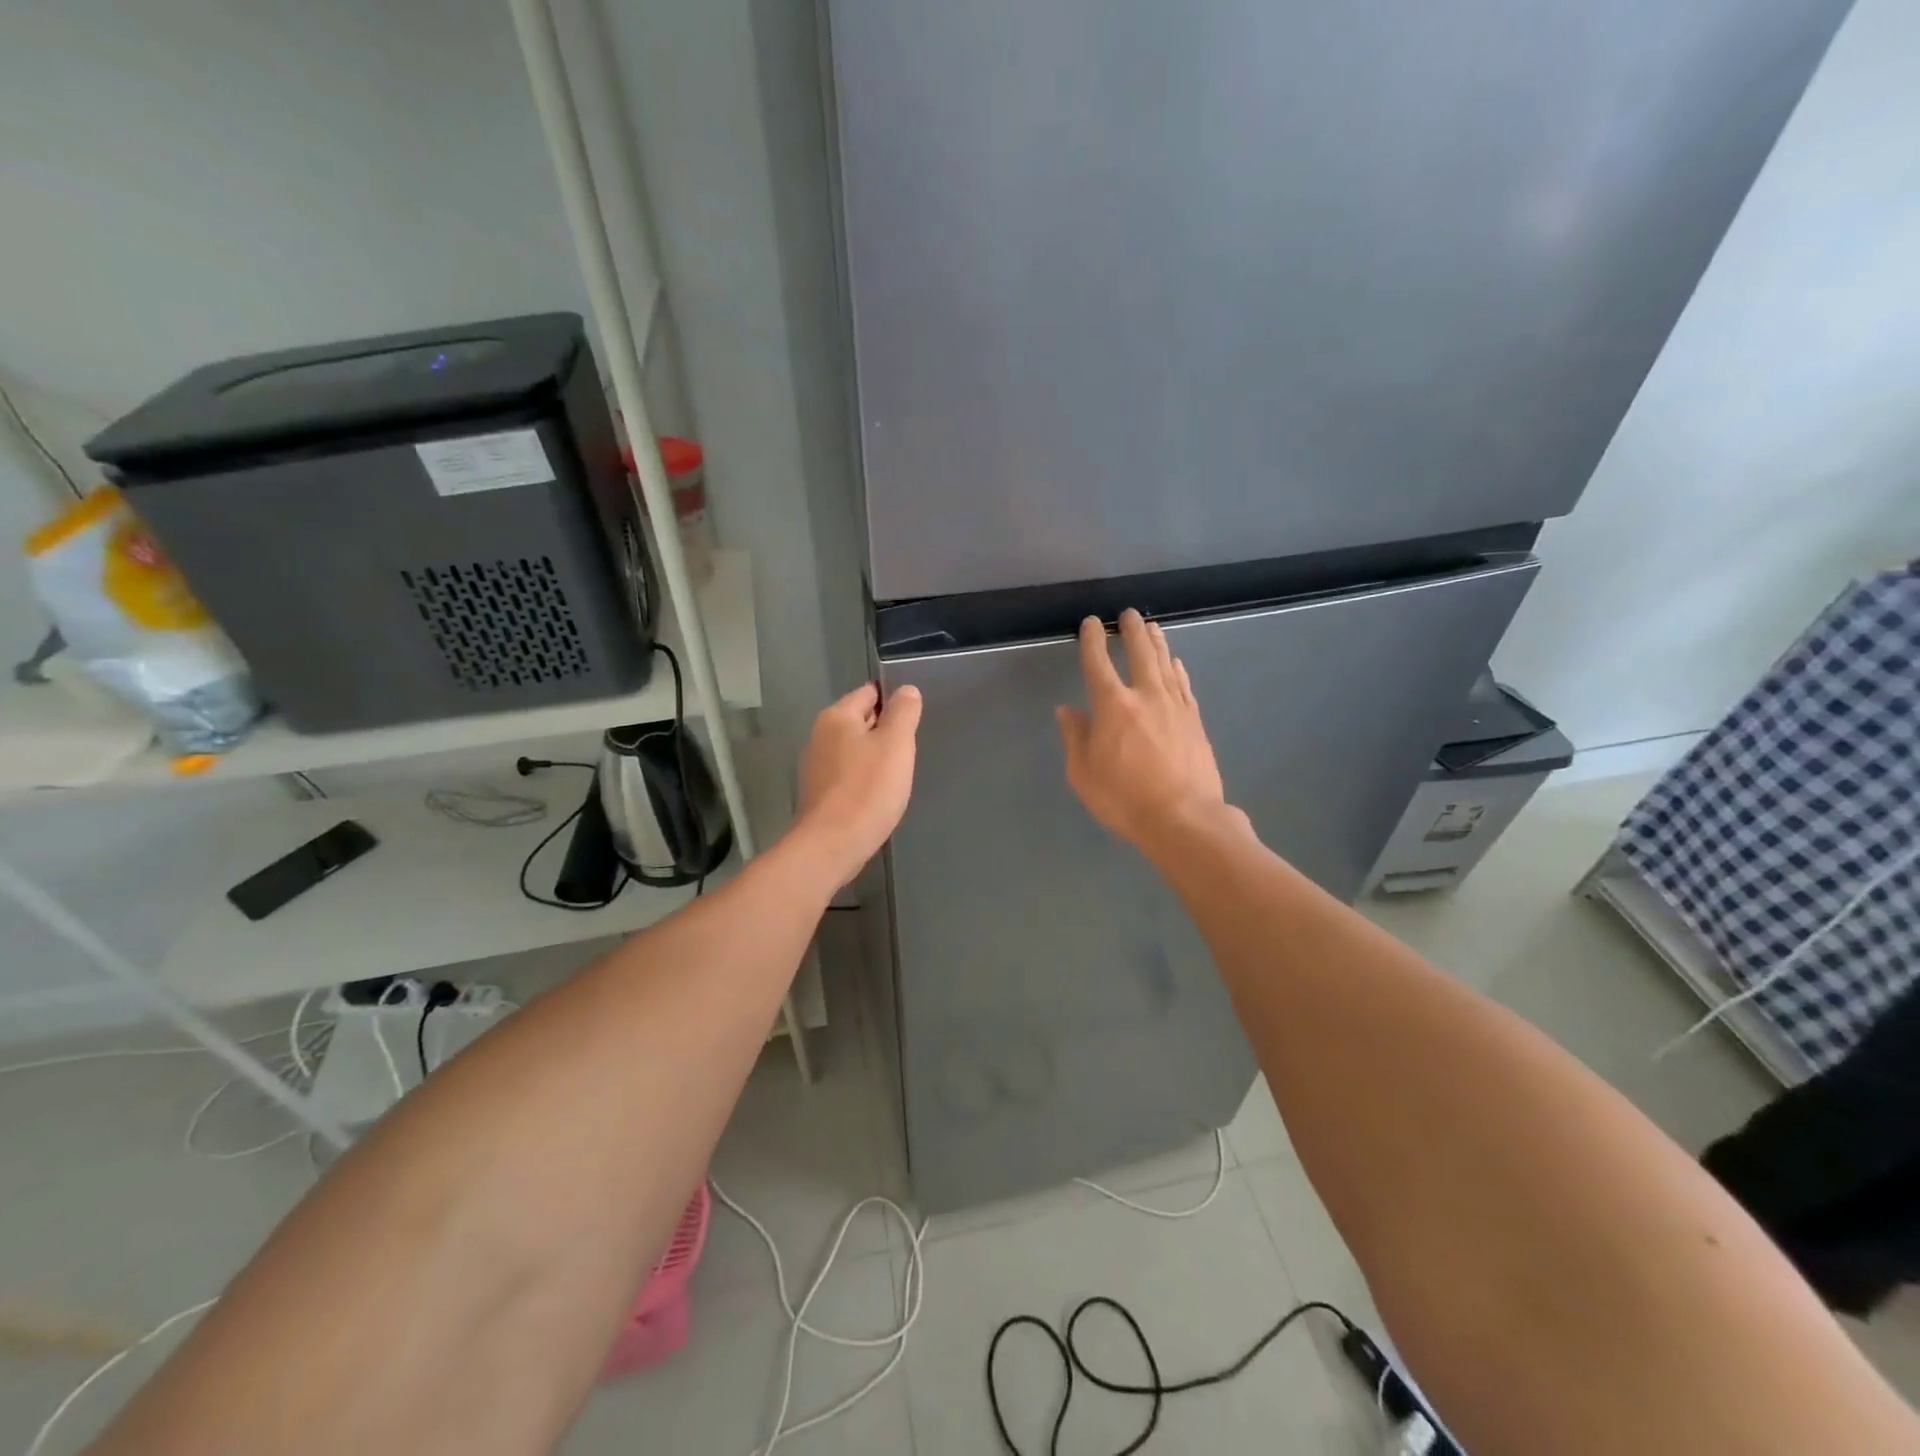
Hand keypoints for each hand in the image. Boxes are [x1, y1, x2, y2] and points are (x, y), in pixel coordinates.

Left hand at [796, 681, 922, 882]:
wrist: (832, 845)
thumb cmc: (868, 789)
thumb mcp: (896, 744)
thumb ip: (903, 712)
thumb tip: (906, 690)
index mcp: (836, 717)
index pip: (869, 693)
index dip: (894, 702)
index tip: (913, 721)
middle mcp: (820, 736)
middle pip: (860, 721)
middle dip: (885, 732)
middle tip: (909, 751)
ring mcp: (815, 766)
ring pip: (854, 750)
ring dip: (875, 758)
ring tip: (896, 776)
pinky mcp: (818, 793)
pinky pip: (847, 775)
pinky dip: (863, 780)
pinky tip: (877, 796)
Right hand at [1056, 610, 1232, 853]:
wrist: (1184, 819)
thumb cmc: (1124, 799)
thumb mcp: (1084, 774)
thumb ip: (1075, 738)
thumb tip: (1067, 710)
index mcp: (1112, 706)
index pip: (1098, 664)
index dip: (1092, 641)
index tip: (1091, 623)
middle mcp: (1145, 696)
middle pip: (1139, 653)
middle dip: (1131, 631)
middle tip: (1128, 614)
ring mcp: (1175, 706)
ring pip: (1165, 664)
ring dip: (1156, 643)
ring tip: (1152, 627)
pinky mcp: (1194, 721)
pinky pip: (1184, 686)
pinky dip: (1177, 670)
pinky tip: (1176, 664)